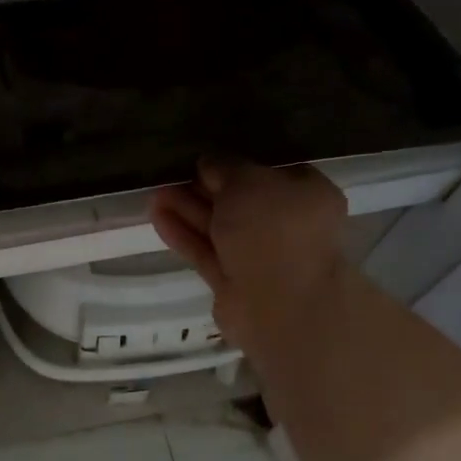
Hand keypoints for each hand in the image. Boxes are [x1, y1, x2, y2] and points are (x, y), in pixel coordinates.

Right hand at [150, 159, 349, 358]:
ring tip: (153, 192)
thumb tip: (209, 163)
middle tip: (170, 172)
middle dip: (204, 186)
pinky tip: (156, 216)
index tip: (204, 154)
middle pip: (240, 200)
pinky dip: (183, 234)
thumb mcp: (248, 180)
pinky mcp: (233, 282)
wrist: (280, 305)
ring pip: (219, 227)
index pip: (269, 170)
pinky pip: (206, 251)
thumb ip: (225, 167)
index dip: (235, 161)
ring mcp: (260, 256)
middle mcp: (287, 225)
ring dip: (187, 209)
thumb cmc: (275, 229)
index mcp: (306, 194)